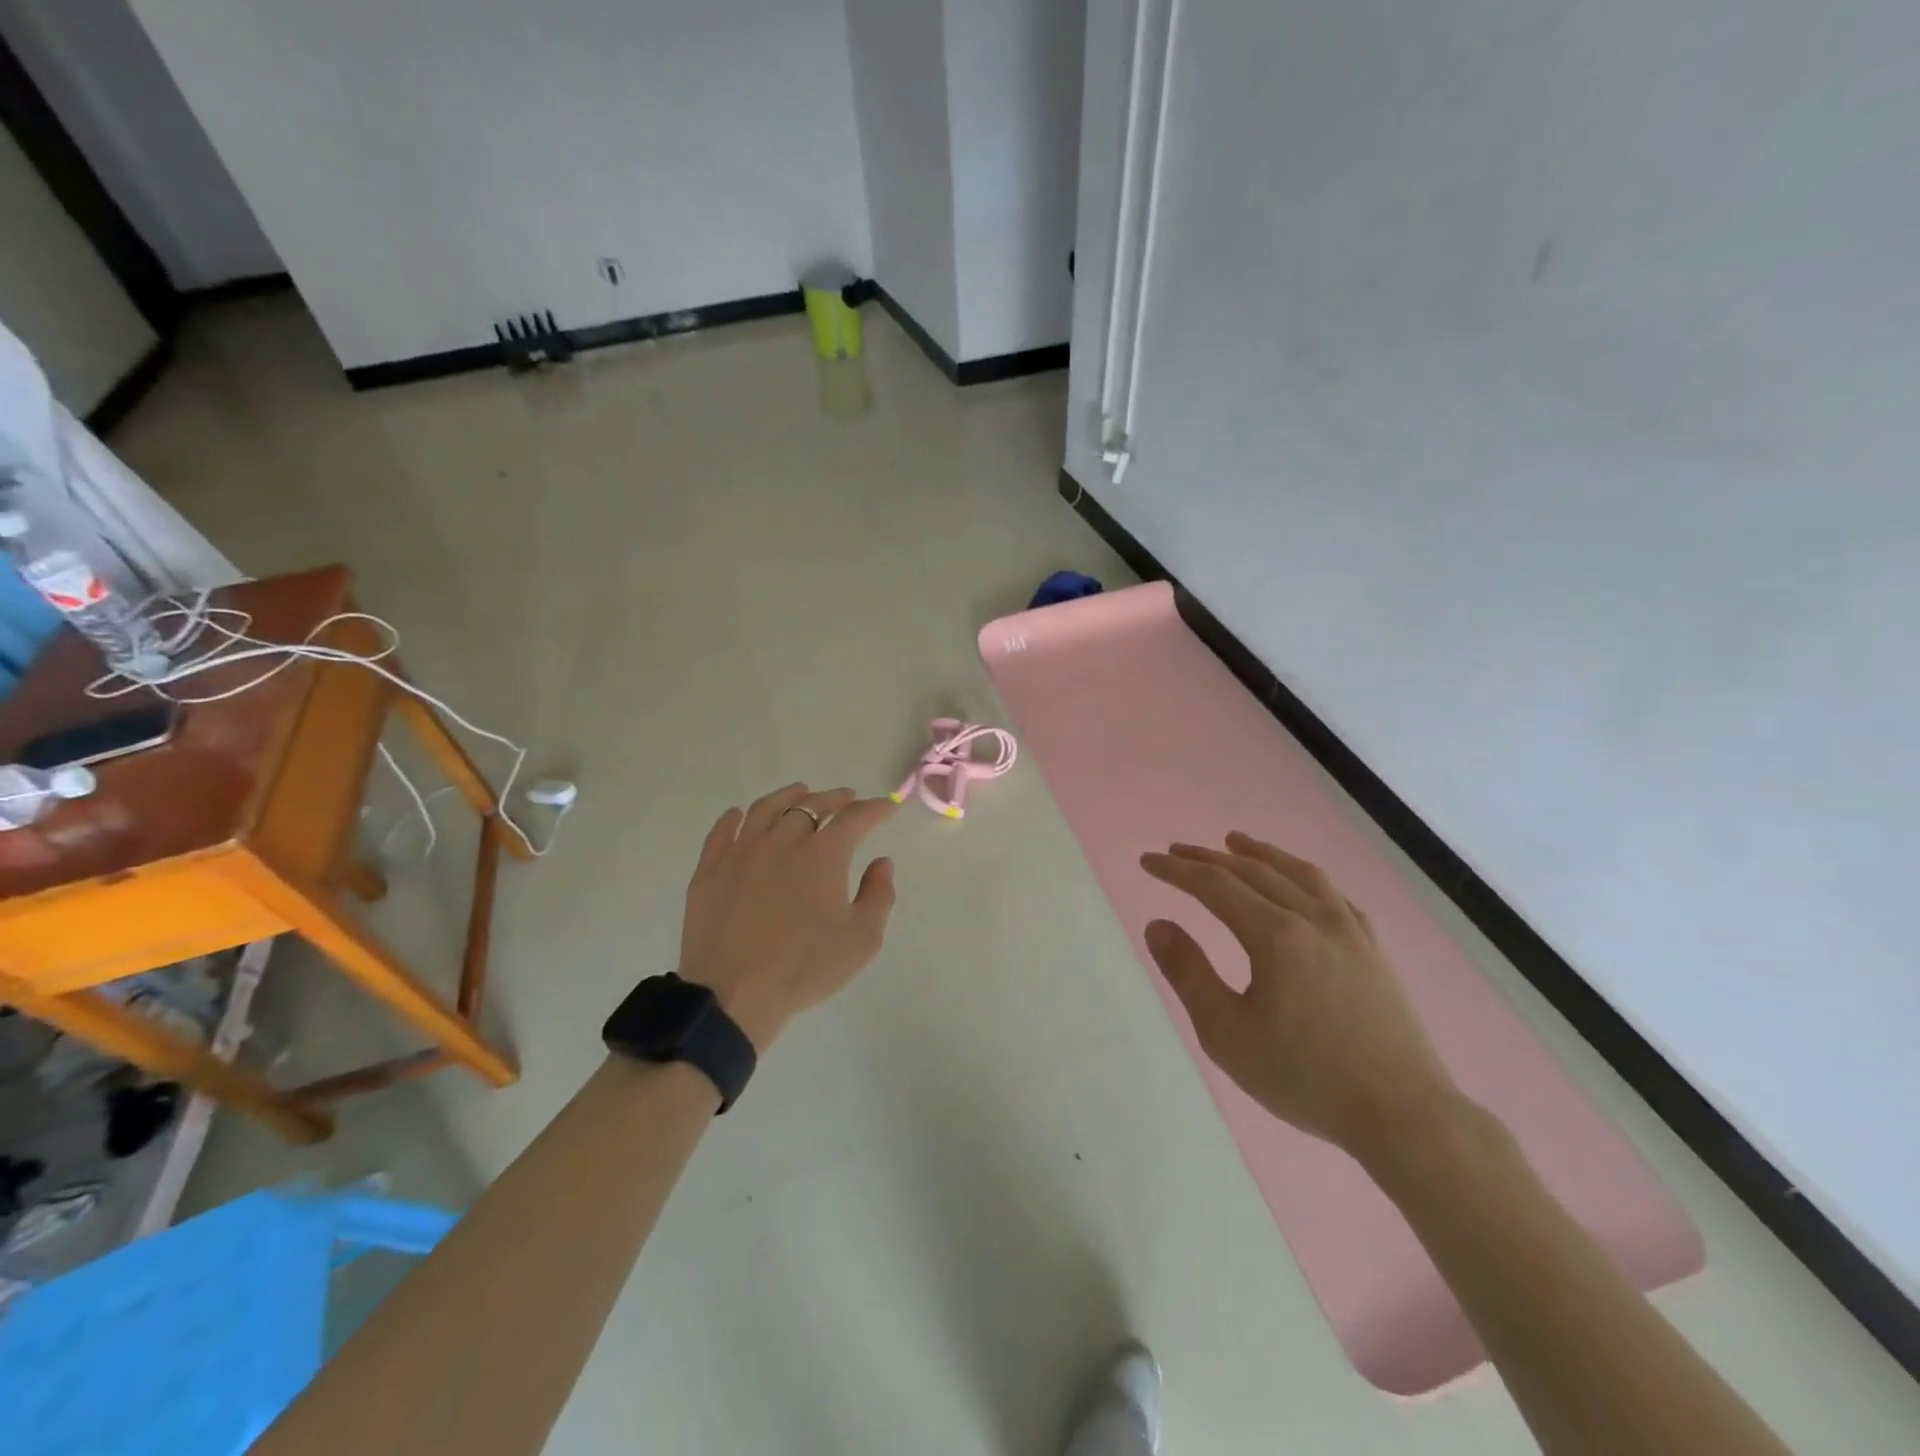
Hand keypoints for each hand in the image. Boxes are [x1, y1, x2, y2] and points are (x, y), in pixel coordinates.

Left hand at [677, 782, 897, 1049]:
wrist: (733, 995)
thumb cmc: (805, 968)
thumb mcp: (862, 939)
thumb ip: (879, 895)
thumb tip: (881, 863)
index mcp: (823, 853)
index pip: (855, 818)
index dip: (875, 809)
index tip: (888, 806)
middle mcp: (782, 840)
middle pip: (811, 805)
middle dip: (835, 799)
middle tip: (847, 799)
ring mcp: (741, 852)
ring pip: (766, 809)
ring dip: (788, 796)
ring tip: (800, 792)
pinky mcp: (709, 870)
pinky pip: (722, 832)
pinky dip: (734, 818)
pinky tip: (739, 815)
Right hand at [1140, 833, 1461, 1163]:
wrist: (1405, 1116)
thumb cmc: (1306, 1078)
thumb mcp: (1227, 1034)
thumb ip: (1188, 974)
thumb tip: (1157, 925)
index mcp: (1276, 936)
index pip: (1215, 886)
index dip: (1177, 871)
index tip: (1147, 861)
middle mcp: (1314, 918)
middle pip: (1253, 872)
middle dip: (1208, 858)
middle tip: (1176, 851)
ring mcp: (1351, 930)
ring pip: (1298, 873)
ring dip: (1260, 854)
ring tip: (1236, 842)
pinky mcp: (1375, 948)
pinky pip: (1334, 894)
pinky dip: (1304, 876)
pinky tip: (1300, 883)